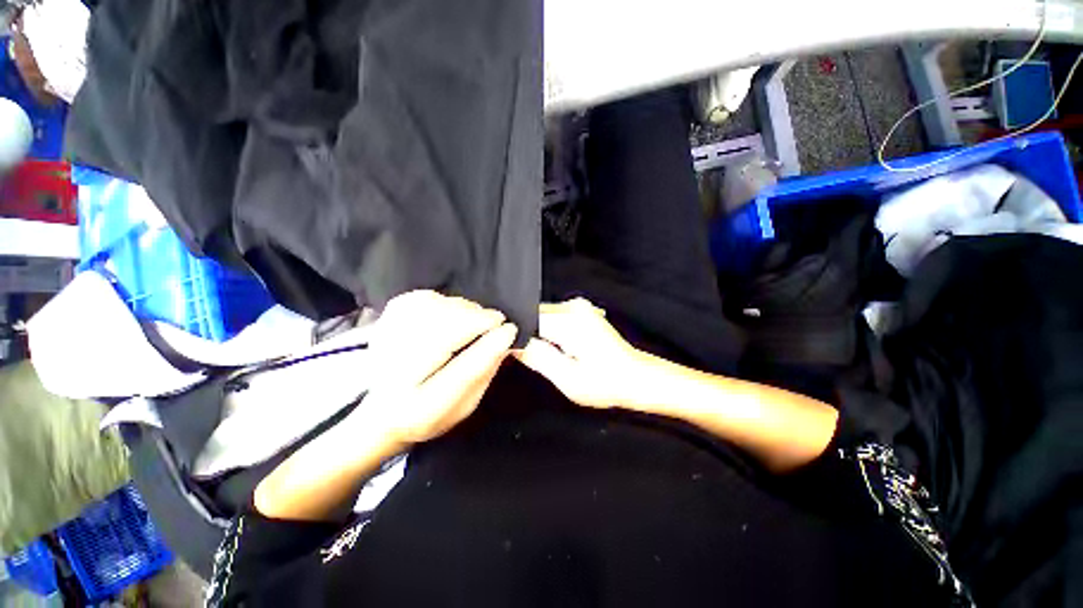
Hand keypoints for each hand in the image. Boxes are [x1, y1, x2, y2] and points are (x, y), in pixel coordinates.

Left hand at [360, 291, 517, 446]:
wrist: (383, 410)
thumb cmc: (432, 411)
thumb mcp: (465, 404)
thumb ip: (485, 371)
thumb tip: (505, 336)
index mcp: (420, 407)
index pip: (460, 373)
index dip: (489, 346)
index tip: (510, 329)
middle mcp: (395, 376)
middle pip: (443, 333)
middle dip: (477, 320)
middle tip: (495, 320)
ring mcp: (385, 345)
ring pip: (432, 310)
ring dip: (463, 309)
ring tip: (475, 318)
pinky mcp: (384, 323)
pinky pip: (420, 299)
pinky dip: (443, 300)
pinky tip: (452, 311)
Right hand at [514, 298, 647, 408]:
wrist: (635, 377)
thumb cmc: (605, 383)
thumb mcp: (567, 378)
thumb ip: (537, 358)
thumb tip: (512, 344)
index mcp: (569, 321)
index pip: (527, 318)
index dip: (516, 334)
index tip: (514, 351)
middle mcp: (573, 307)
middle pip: (534, 315)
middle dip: (527, 334)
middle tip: (532, 357)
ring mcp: (579, 307)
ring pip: (542, 316)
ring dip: (538, 333)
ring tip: (547, 354)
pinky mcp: (582, 311)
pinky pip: (554, 317)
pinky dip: (549, 331)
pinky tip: (558, 348)